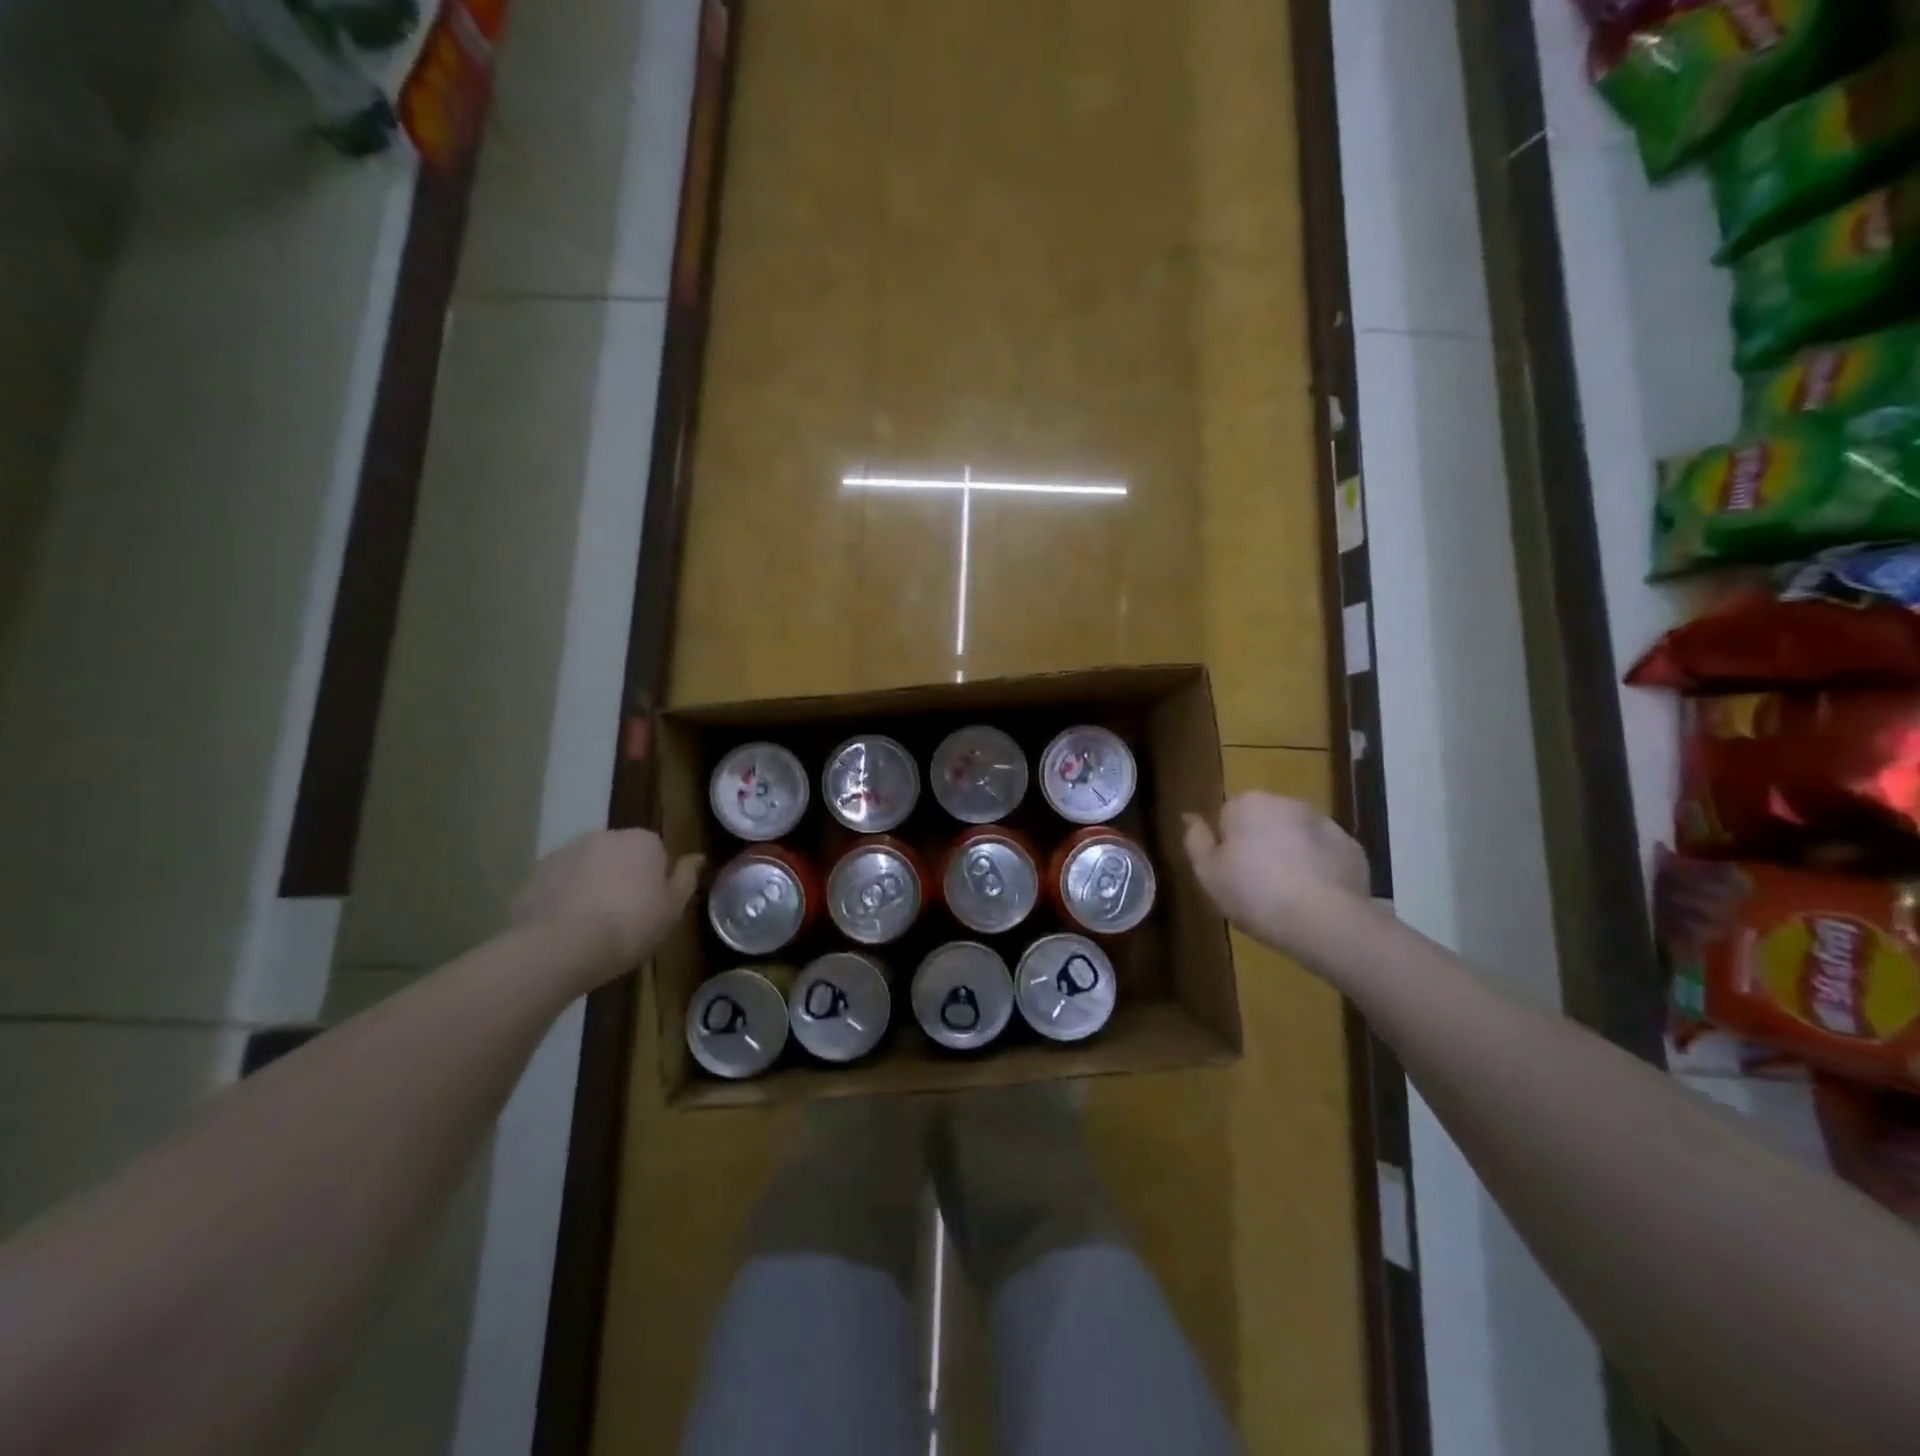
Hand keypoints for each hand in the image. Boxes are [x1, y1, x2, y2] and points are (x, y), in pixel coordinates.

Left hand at [509, 830, 701, 988]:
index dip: (655, 879)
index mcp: (643, 840)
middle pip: (620, 855)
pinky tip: (564, 929)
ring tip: (590, 926)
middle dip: (622, 877)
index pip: (656, 851)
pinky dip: (562, 899)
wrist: (560, 946)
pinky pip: (558, 884)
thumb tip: (698, 857)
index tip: (652, 906)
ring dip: (591, 885)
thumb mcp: (673, 908)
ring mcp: (565, 852)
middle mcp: (604, 836)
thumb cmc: (630, 925)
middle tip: (623, 916)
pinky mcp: (535, 874)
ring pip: (587, 867)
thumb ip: (686, 878)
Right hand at [1183, 792, 1369, 956]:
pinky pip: (1326, 854)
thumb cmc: (1254, 893)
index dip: (1228, 844)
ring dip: (1292, 853)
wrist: (1323, 920)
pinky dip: (1320, 868)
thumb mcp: (1208, 873)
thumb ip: (1195, 840)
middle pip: (1265, 821)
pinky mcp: (1352, 848)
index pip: (1228, 815)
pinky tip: (1315, 897)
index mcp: (1248, 803)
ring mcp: (1325, 823)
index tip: (1230, 872)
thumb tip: (1189, 817)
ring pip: (1298, 835)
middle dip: (1261, 843)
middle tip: (1256, 884)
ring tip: (1288, 894)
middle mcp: (1288, 802)